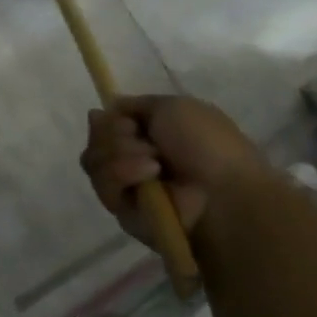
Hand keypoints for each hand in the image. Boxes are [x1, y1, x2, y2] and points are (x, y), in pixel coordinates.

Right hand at [80, 95, 270, 243]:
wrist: (223, 195)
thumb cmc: (208, 145)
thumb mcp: (175, 107)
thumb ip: (134, 105)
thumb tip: (100, 112)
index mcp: (148, 134)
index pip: (105, 122)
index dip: (110, 118)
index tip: (128, 120)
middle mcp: (133, 158)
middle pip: (95, 139)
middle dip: (116, 134)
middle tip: (145, 141)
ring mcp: (126, 186)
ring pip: (93, 159)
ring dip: (121, 154)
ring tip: (154, 164)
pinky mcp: (121, 211)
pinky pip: (103, 185)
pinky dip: (124, 174)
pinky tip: (149, 176)